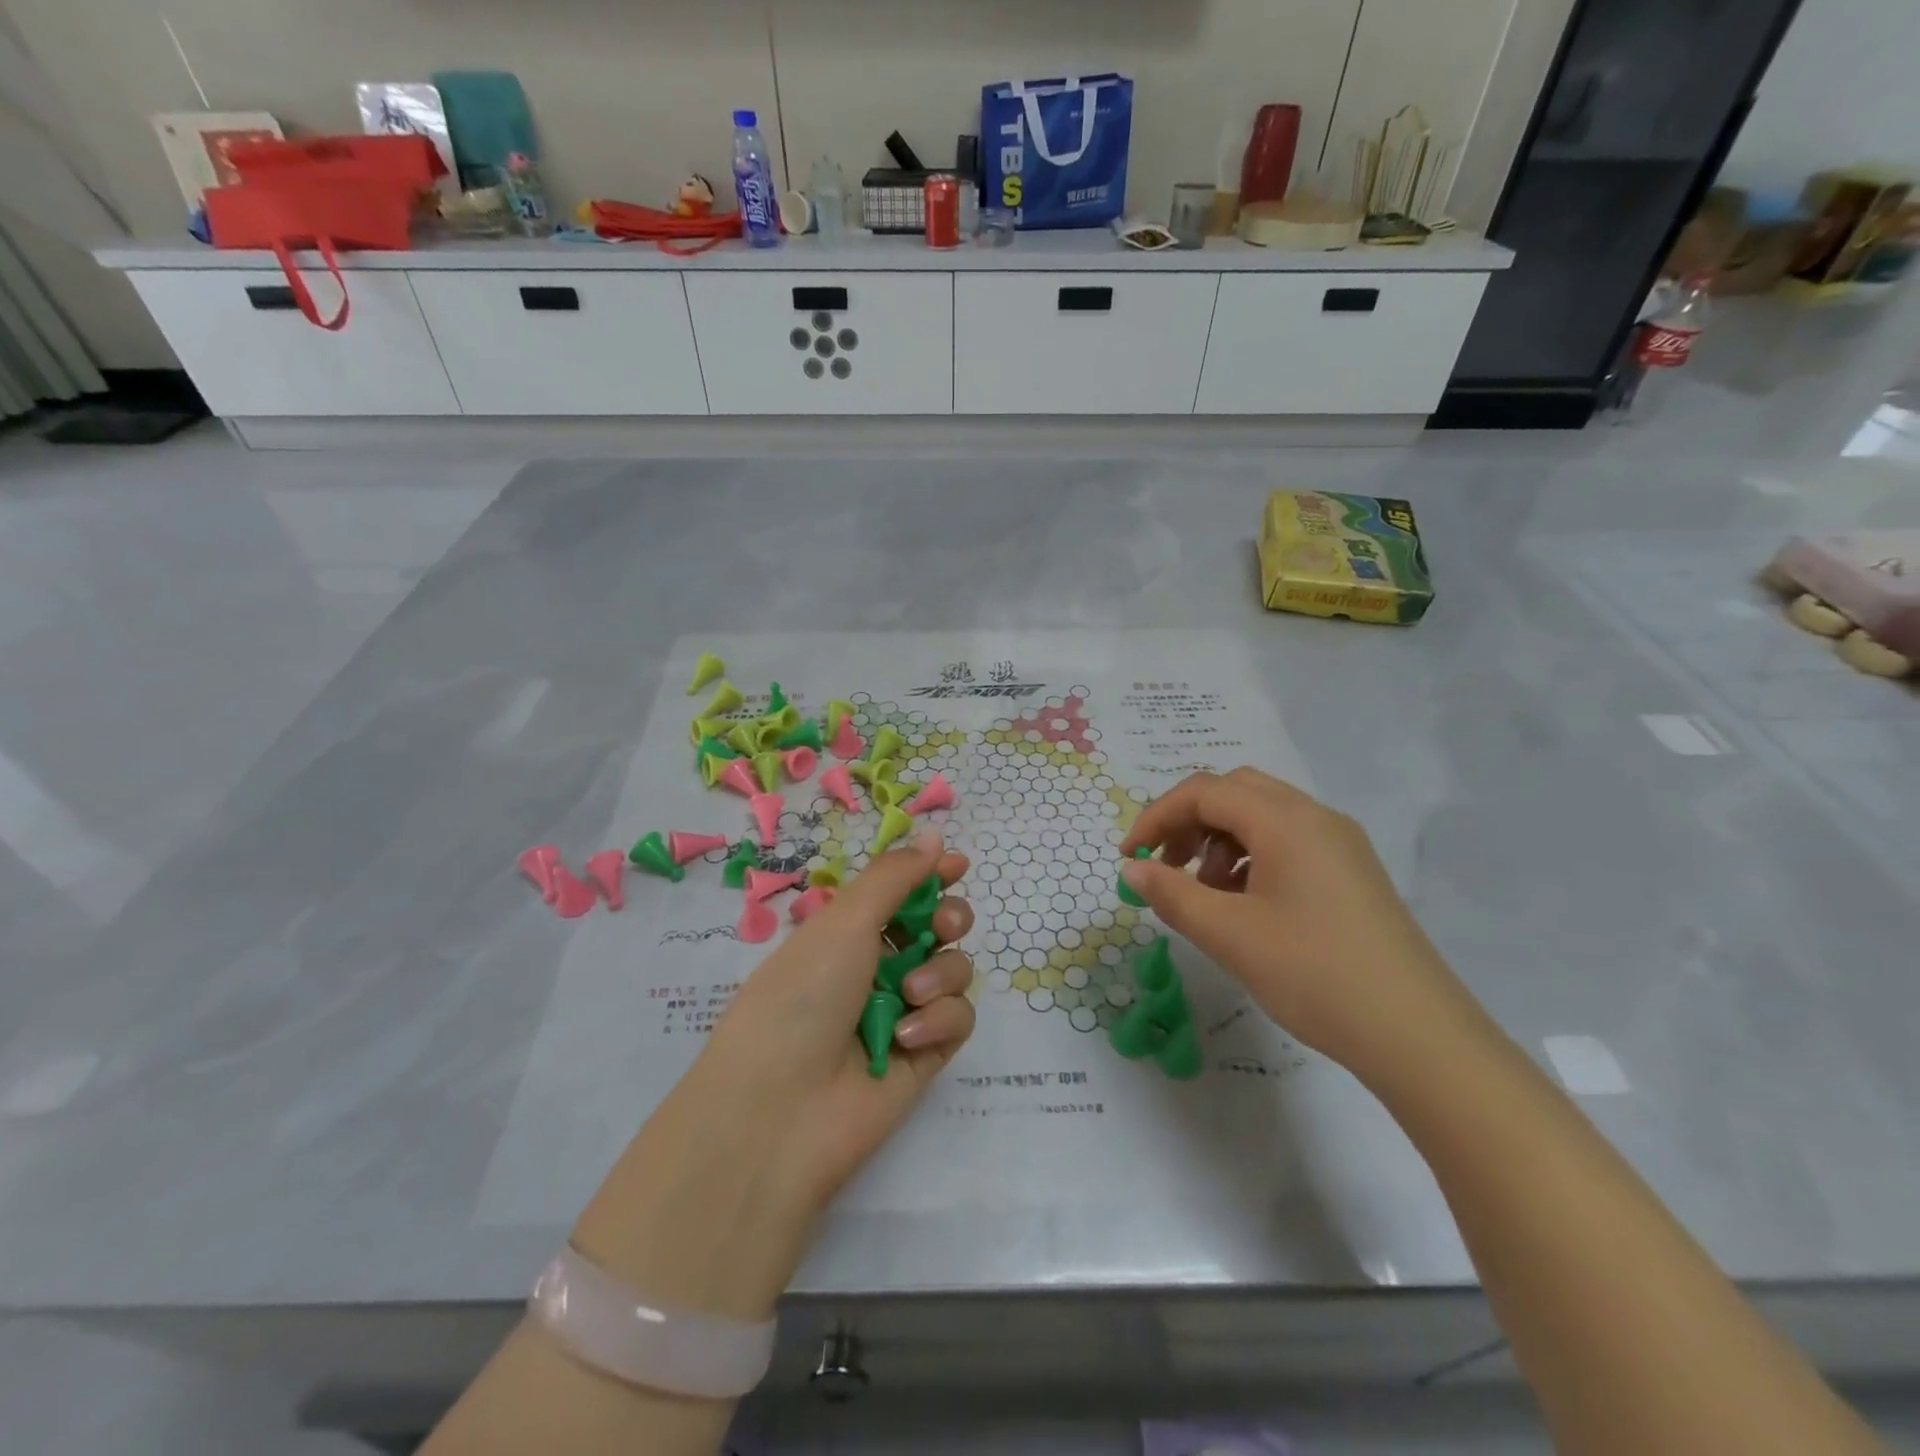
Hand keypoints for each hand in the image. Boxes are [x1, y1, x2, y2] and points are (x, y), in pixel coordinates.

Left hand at [571, 831, 974, 1319]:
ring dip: (941, 973)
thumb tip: (935, 837)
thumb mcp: (844, 922)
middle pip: (938, 927)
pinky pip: (958, 1019)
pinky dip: (939, 1020)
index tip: (957, 865)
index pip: (900, 892)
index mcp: (848, 931)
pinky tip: (909, 1035)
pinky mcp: (925, 1054)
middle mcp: (877, 966)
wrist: (780, 1110)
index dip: (930, 875)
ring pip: (954, 970)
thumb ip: (896, 877)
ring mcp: (903, 1011)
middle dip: (949, 918)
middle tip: (944, 925)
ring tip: (910, 995)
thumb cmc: (803, 996)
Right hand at [1121, 768, 1475, 1076]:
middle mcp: (1316, 817)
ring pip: (1263, 817)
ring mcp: (1340, 844)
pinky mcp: (1352, 873)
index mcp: (1286, 821)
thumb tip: (1132, 869)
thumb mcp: (1229, 935)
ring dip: (1220, 841)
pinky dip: (1251, 859)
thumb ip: (1172, 894)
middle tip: (1166, 866)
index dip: (1157, 817)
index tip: (1129, 857)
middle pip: (1236, 792)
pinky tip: (1244, 906)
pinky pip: (1288, 843)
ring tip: (1205, 894)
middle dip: (1190, 822)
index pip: (1205, 792)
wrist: (1418, 1036)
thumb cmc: (1314, 975)